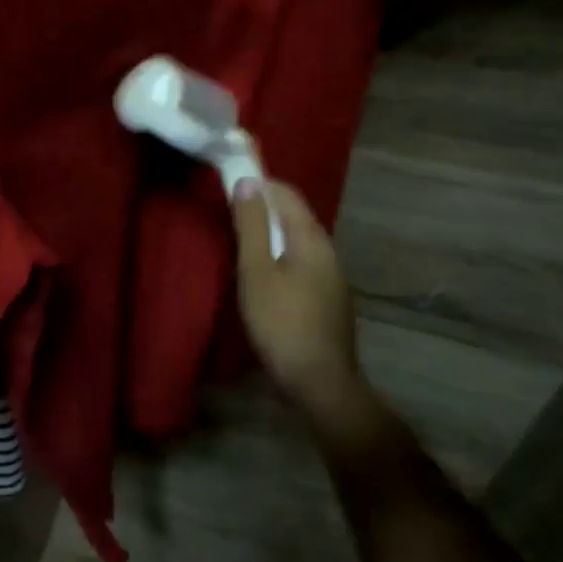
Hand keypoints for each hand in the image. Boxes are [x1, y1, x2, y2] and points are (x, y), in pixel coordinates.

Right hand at [231, 179, 379, 434]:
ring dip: (271, 231)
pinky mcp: (329, 297)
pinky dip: (281, 252)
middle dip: (264, 205)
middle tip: (230, 210)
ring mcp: (332, 275)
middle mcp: (327, 249)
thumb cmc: (281, 322)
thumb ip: (251, 225)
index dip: (259, 181)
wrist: (321, 382)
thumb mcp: (256, 271)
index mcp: (311, 238)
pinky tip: (264, 271)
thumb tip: (249, 181)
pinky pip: (303, 259)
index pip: (286, 193)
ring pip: (298, 238)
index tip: (231, 179)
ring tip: (242, 239)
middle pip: (294, 214)